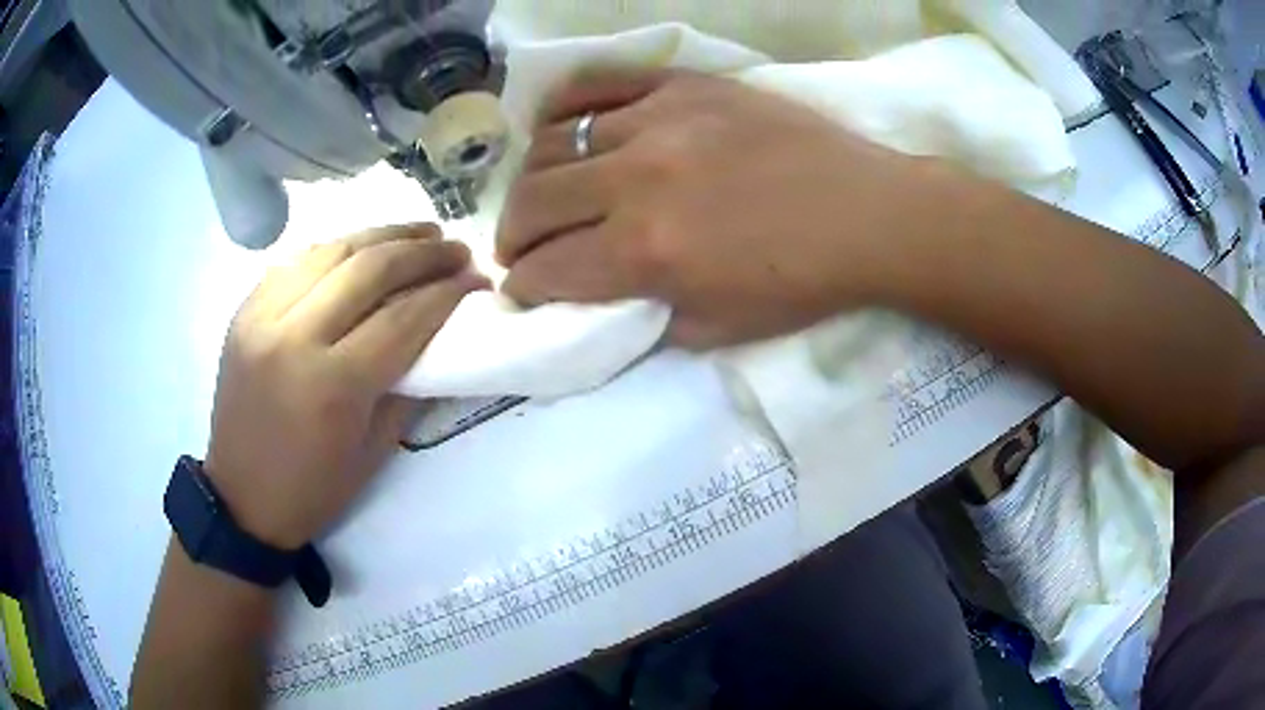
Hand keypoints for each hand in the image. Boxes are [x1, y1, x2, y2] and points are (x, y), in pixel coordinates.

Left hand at [205, 225, 487, 548]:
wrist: (242, 497)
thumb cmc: (314, 488)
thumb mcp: (375, 450)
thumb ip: (410, 385)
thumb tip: (442, 335)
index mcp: (332, 384)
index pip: (402, 316)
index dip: (447, 291)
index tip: (477, 278)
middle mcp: (294, 337)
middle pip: (368, 268)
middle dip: (422, 252)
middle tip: (455, 248)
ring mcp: (262, 316)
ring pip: (331, 251)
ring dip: (382, 235)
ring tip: (419, 233)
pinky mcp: (244, 311)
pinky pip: (296, 261)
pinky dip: (336, 249)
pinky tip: (361, 249)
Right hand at [496, 70, 929, 347]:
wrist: (868, 214)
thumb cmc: (803, 281)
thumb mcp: (719, 328)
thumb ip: (646, 317)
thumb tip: (600, 302)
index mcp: (647, 253)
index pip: (548, 270)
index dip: (523, 287)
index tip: (523, 289)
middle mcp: (636, 181)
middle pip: (532, 203)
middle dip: (512, 236)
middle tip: (521, 247)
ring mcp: (657, 121)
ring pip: (553, 143)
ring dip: (533, 179)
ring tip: (544, 193)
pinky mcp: (682, 86)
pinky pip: (598, 84)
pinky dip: (563, 106)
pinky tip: (559, 125)